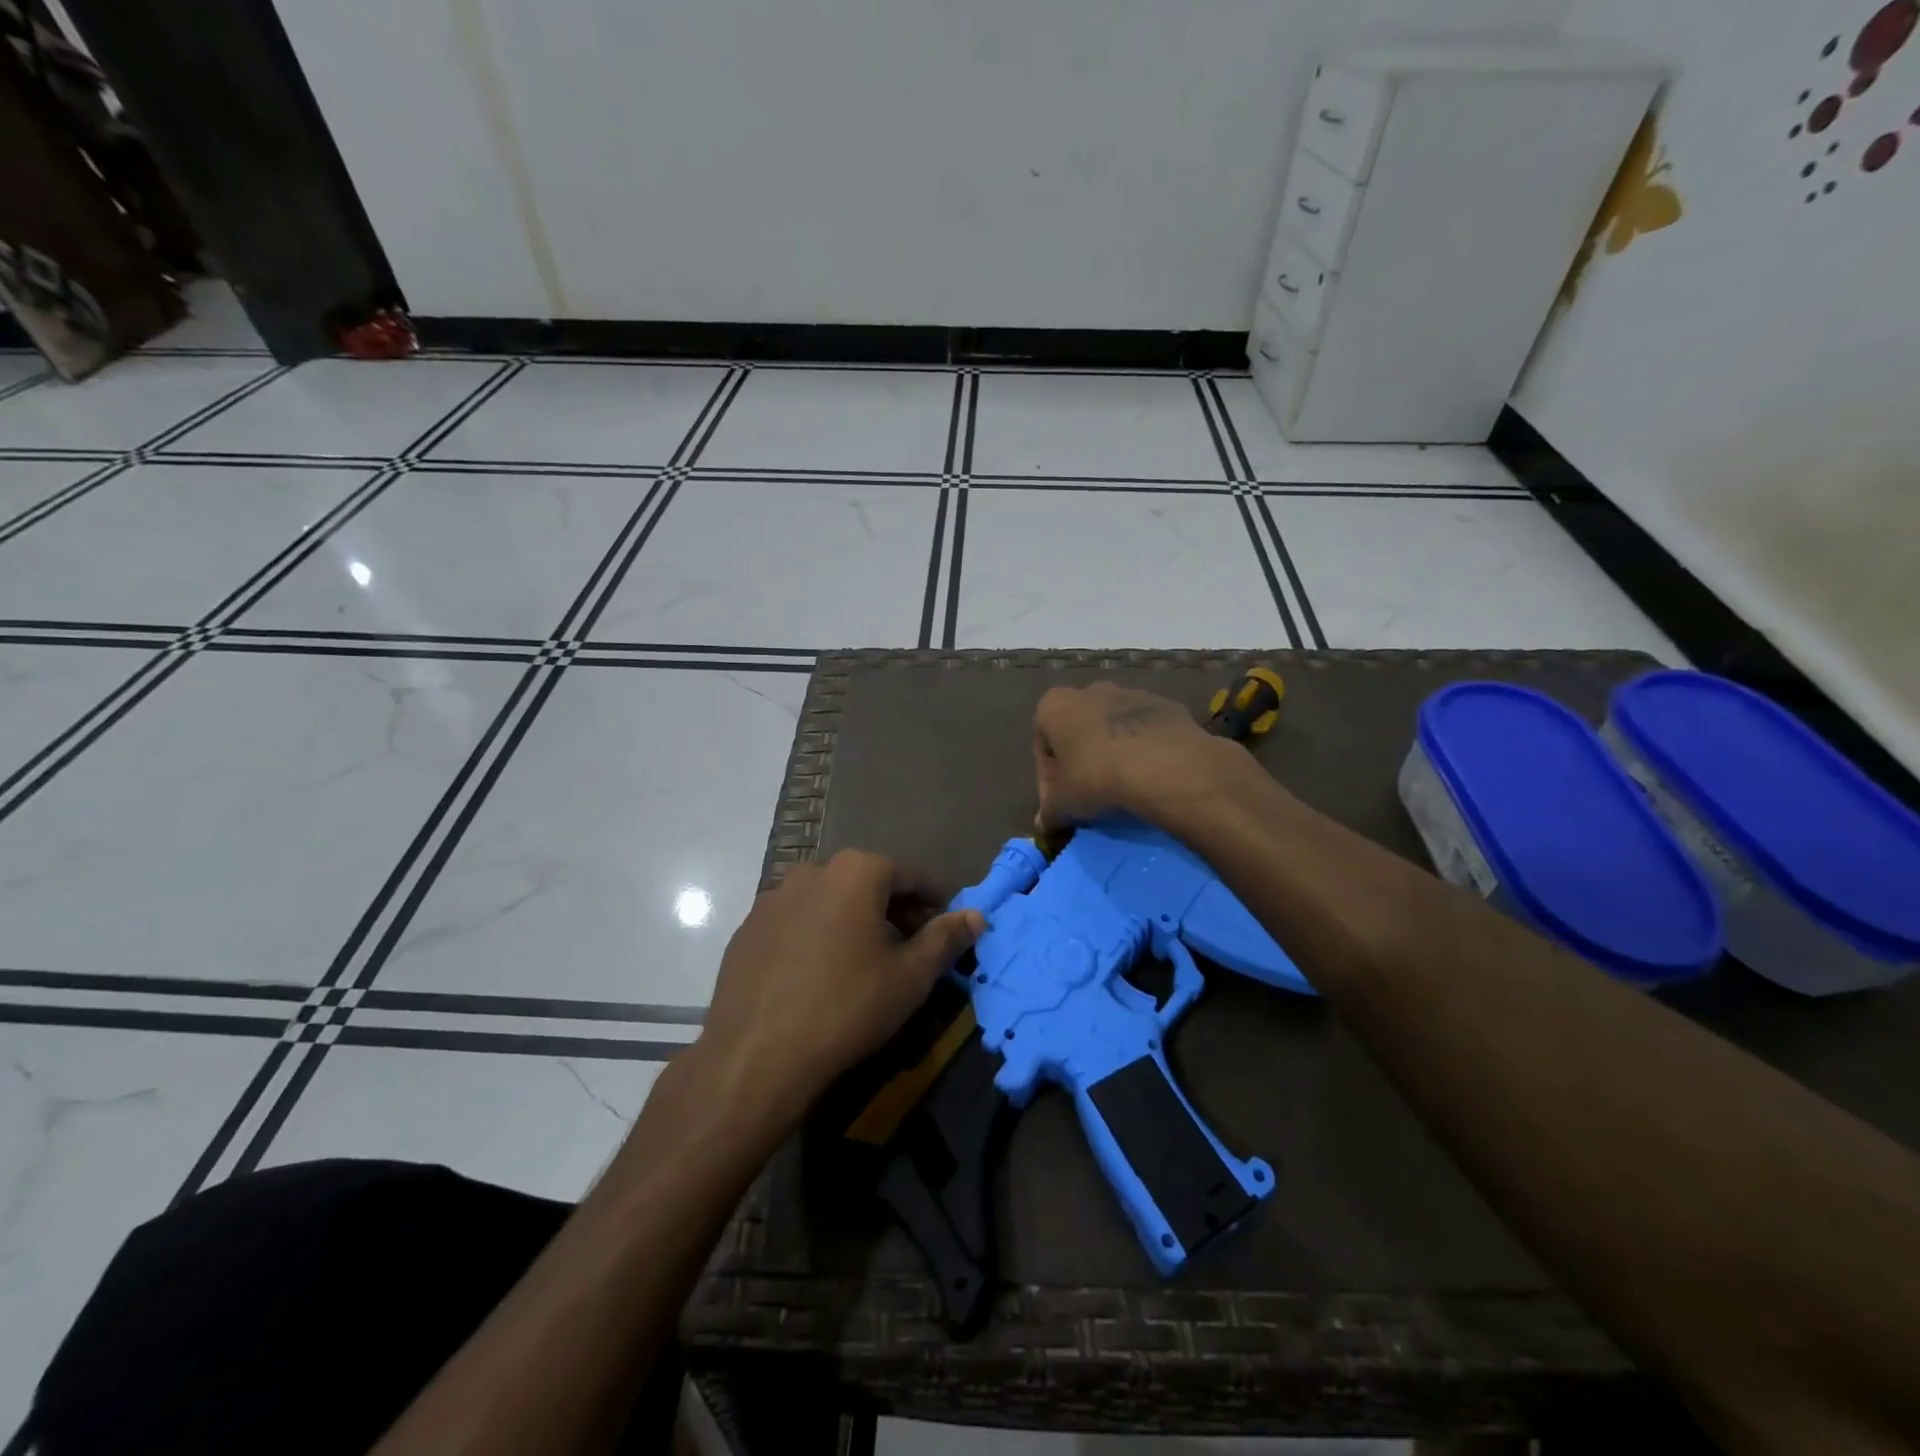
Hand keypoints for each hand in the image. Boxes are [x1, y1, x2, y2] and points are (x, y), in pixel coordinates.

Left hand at [699, 851, 983, 1111]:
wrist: (756, 1054)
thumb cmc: (847, 1007)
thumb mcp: (910, 977)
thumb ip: (945, 939)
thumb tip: (975, 915)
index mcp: (856, 872)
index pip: (909, 876)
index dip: (933, 902)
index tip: (945, 930)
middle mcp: (812, 871)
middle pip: (867, 883)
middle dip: (894, 910)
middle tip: (910, 949)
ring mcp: (773, 898)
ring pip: (829, 901)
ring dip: (853, 921)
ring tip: (863, 963)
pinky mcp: (747, 928)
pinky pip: (795, 922)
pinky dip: (815, 936)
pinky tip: (818, 975)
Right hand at [1032, 682, 1257, 830]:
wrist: (1164, 765)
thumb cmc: (1097, 777)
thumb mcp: (1063, 805)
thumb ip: (1049, 813)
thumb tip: (1045, 824)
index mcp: (1054, 706)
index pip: (1042, 747)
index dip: (1049, 780)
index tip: (1062, 803)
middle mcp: (1089, 690)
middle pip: (1078, 732)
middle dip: (1081, 761)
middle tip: (1090, 795)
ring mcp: (1131, 693)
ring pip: (1113, 728)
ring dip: (1112, 754)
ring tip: (1123, 788)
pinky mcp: (1165, 705)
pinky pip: (1145, 732)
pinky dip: (1143, 750)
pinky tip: (1150, 777)